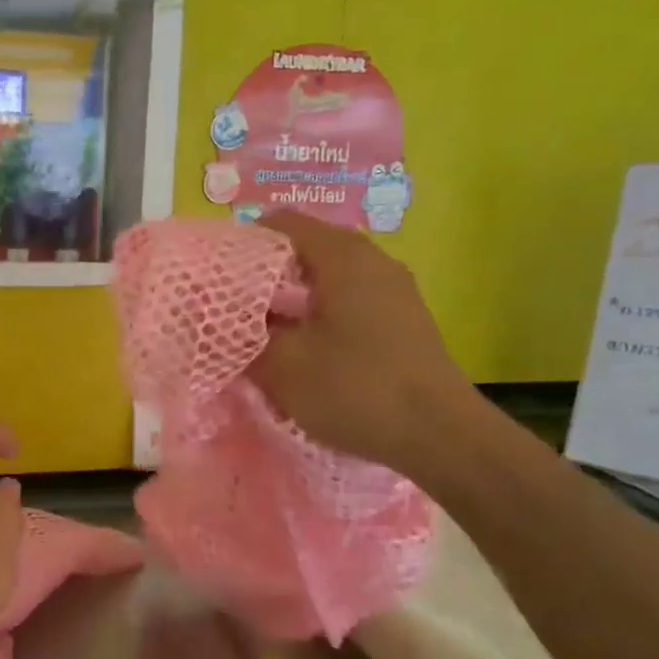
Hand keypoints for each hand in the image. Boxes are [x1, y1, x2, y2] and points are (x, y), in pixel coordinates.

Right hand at [250, 211, 481, 474]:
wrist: (439, 435)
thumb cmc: (355, 388)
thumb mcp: (283, 365)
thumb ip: (246, 336)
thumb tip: (227, 322)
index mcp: (342, 256)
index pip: (282, 222)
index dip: (244, 241)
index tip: (218, 273)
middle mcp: (372, 260)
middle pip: (306, 249)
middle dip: (266, 274)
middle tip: (234, 305)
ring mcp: (393, 290)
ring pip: (328, 278)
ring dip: (293, 299)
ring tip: (264, 331)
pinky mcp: (403, 320)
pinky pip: (350, 302)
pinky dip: (320, 315)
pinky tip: (305, 351)